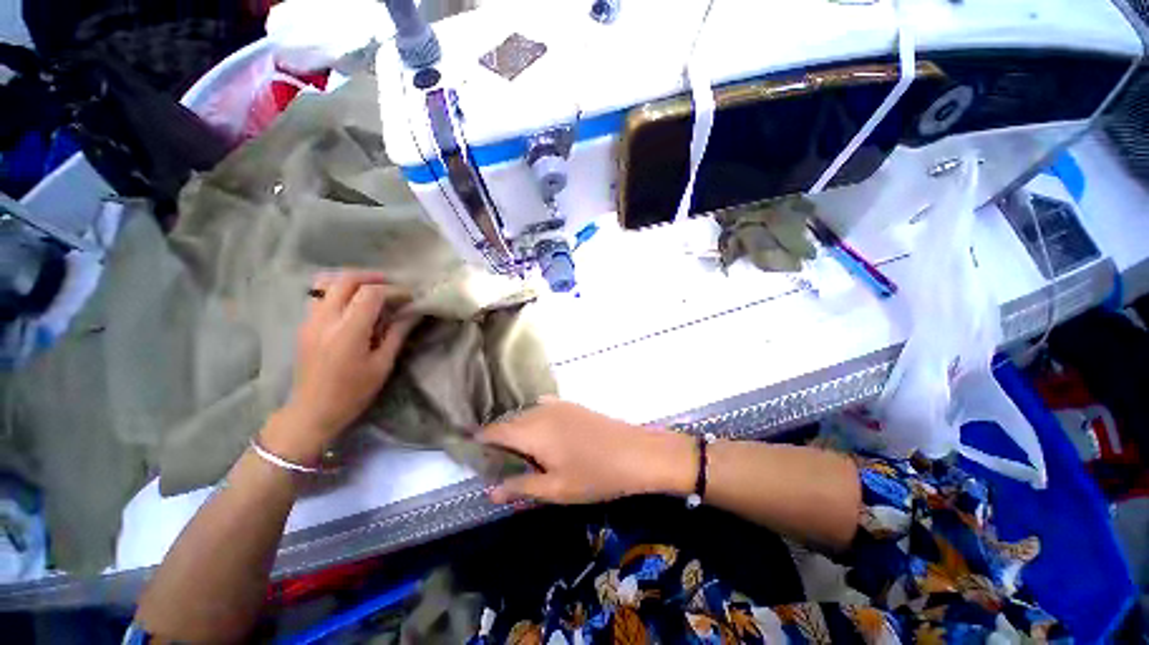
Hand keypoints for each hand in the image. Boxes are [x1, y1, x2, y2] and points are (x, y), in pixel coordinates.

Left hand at [266, 271, 419, 463]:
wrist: (312, 410)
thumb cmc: (353, 392)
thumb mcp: (382, 364)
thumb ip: (397, 333)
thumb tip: (414, 312)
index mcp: (348, 331)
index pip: (371, 294)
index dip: (394, 291)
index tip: (410, 297)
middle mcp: (325, 319)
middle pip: (346, 280)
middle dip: (371, 277)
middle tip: (391, 284)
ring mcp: (310, 320)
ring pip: (327, 283)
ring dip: (352, 280)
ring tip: (371, 288)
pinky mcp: (305, 325)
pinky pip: (319, 295)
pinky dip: (338, 289)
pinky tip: (353, 302)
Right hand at [479, 399, 695, 504]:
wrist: (635, 452)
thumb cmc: (594, 475)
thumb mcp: (555, 489)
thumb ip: (520, 487)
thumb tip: (489, 491)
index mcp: (532, 431)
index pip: (495, 430)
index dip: (479, 440)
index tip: (468, 451)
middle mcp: (541, 411)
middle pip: (509, 421)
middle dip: (498, 437)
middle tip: (494, 461)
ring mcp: (558, 405)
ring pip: (526, 414)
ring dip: (516, 429)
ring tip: (516, 452)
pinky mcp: (571, 405)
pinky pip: (542, 409)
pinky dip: (533, 420)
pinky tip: (540, 436)